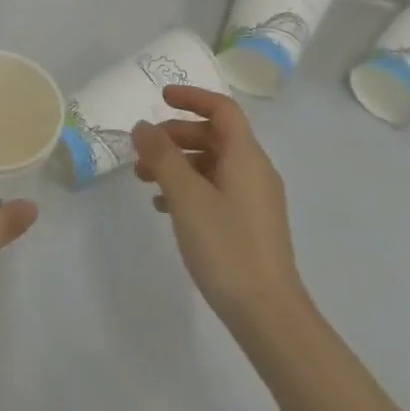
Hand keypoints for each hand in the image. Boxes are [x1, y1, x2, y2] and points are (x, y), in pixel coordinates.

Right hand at [132, 86, 307, 333]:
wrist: (267, 312)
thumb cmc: (226, 246)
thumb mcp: (186, 196)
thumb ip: (162, 156)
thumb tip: (143, 126)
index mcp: (246, 156)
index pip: (222, 109)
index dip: (191, 97)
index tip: (159, 98)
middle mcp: (254, 170)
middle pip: (215, 135)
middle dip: (176, 135)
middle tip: (142, 149)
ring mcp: (254, 198)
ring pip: (212, 164)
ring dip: (178, 163)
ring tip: (144, 180)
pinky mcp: (249, 223)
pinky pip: (216, 189)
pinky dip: (189, 187)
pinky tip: (164, 208)